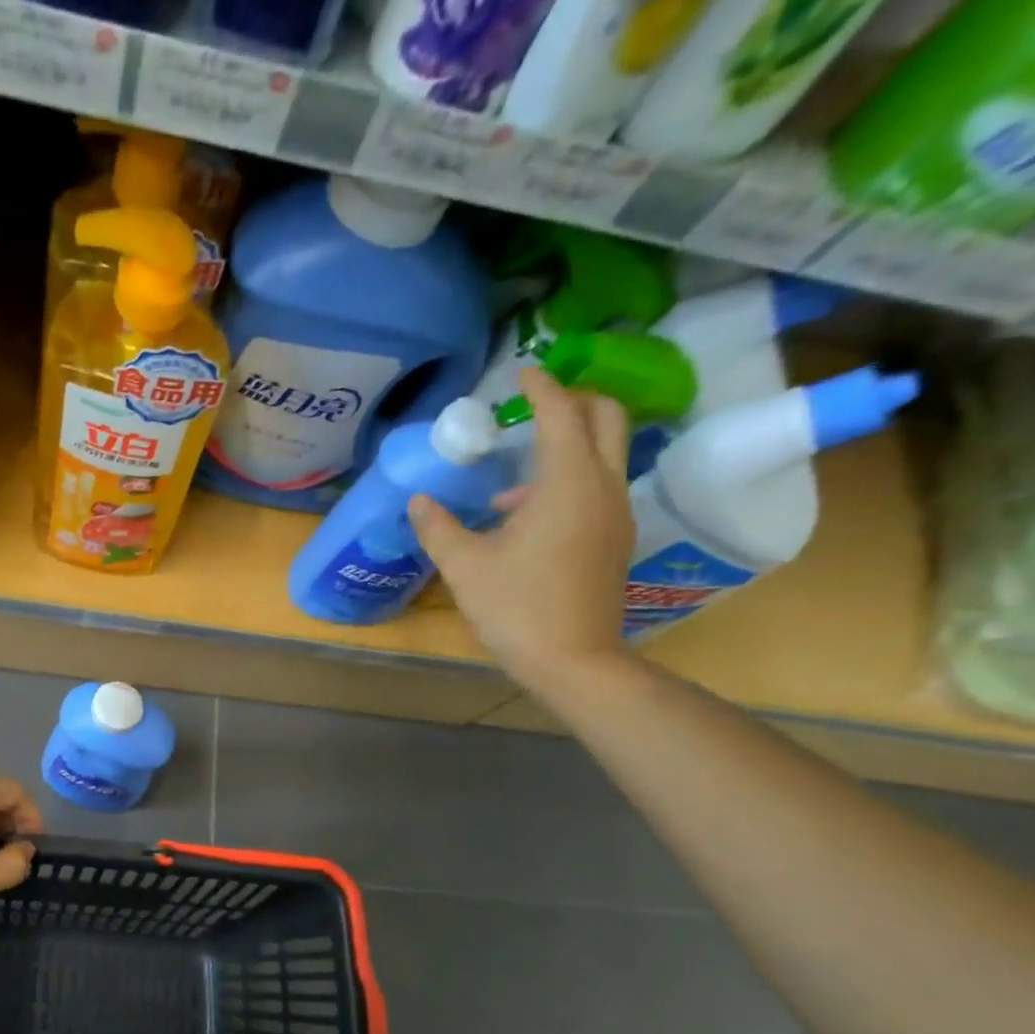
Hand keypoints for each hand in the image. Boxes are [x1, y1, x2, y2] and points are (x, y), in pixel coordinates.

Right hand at [410, 366, 635, 694]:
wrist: (573, 662)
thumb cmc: (517, 607)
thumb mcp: (464, 566)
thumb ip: (438, 527)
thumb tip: (418, 500)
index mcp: (567, 482)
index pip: (560, 413)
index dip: (540, 387)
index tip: (521, 371)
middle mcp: (602, 486)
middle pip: (606, 418)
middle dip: (574, 401)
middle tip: (535, 406)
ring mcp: (616, 514)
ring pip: (605, 455)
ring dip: (569, 446)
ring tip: (514, 481)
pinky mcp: (615, 540)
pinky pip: (599, 487)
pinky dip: (571, 479)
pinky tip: (528, 517)